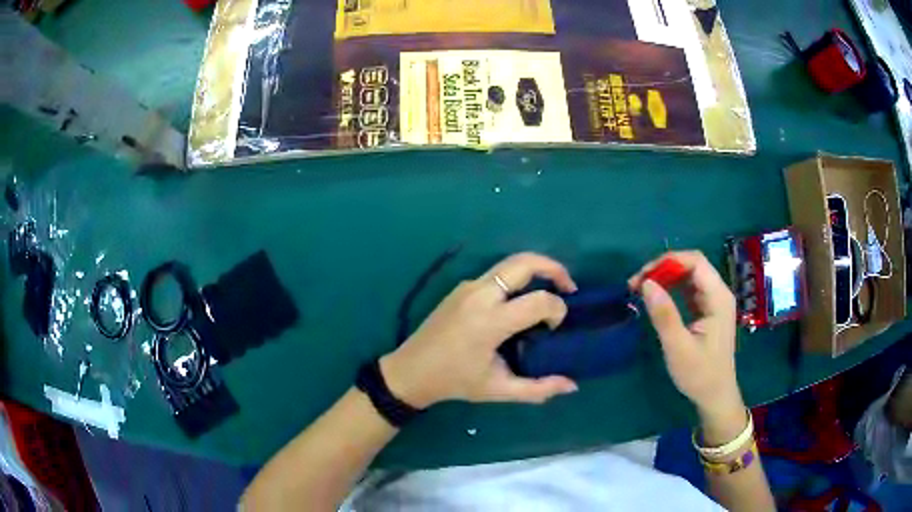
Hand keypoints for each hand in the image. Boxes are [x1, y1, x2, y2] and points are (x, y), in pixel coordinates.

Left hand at [381, 252, 579, 408]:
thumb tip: (572, 385)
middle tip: (570, 288)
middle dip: (554, 268)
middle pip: (524, 263)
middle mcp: (480, 294)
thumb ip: (537, 389)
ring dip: (536, 269)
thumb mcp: (498, 390)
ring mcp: (468, 286)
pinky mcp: (462, 287)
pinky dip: (518, 277)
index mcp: (490, 321)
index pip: (538, 301)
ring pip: (510, 262)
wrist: (411, 370)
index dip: (557, 310)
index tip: (556, 328)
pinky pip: (497, 273)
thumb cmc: (455, 382)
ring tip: (552, 289)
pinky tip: (522, 299)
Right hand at [629, 251, 746, 442]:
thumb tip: (646, 283)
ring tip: (642, 289)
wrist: (715, 396)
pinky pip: (689, 289)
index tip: (642, 277)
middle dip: (663, 268)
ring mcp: (714, 301)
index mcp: (718, 298)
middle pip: (692, 265)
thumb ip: (664, 314)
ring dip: (666, 277)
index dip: (668, 261)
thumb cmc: (699, 374)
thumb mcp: (678, 347)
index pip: (695, 262)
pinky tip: (657, 298)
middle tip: (637, 284)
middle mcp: (719, 293)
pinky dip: (671, 289)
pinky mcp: (708, 310)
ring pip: (689, 275)